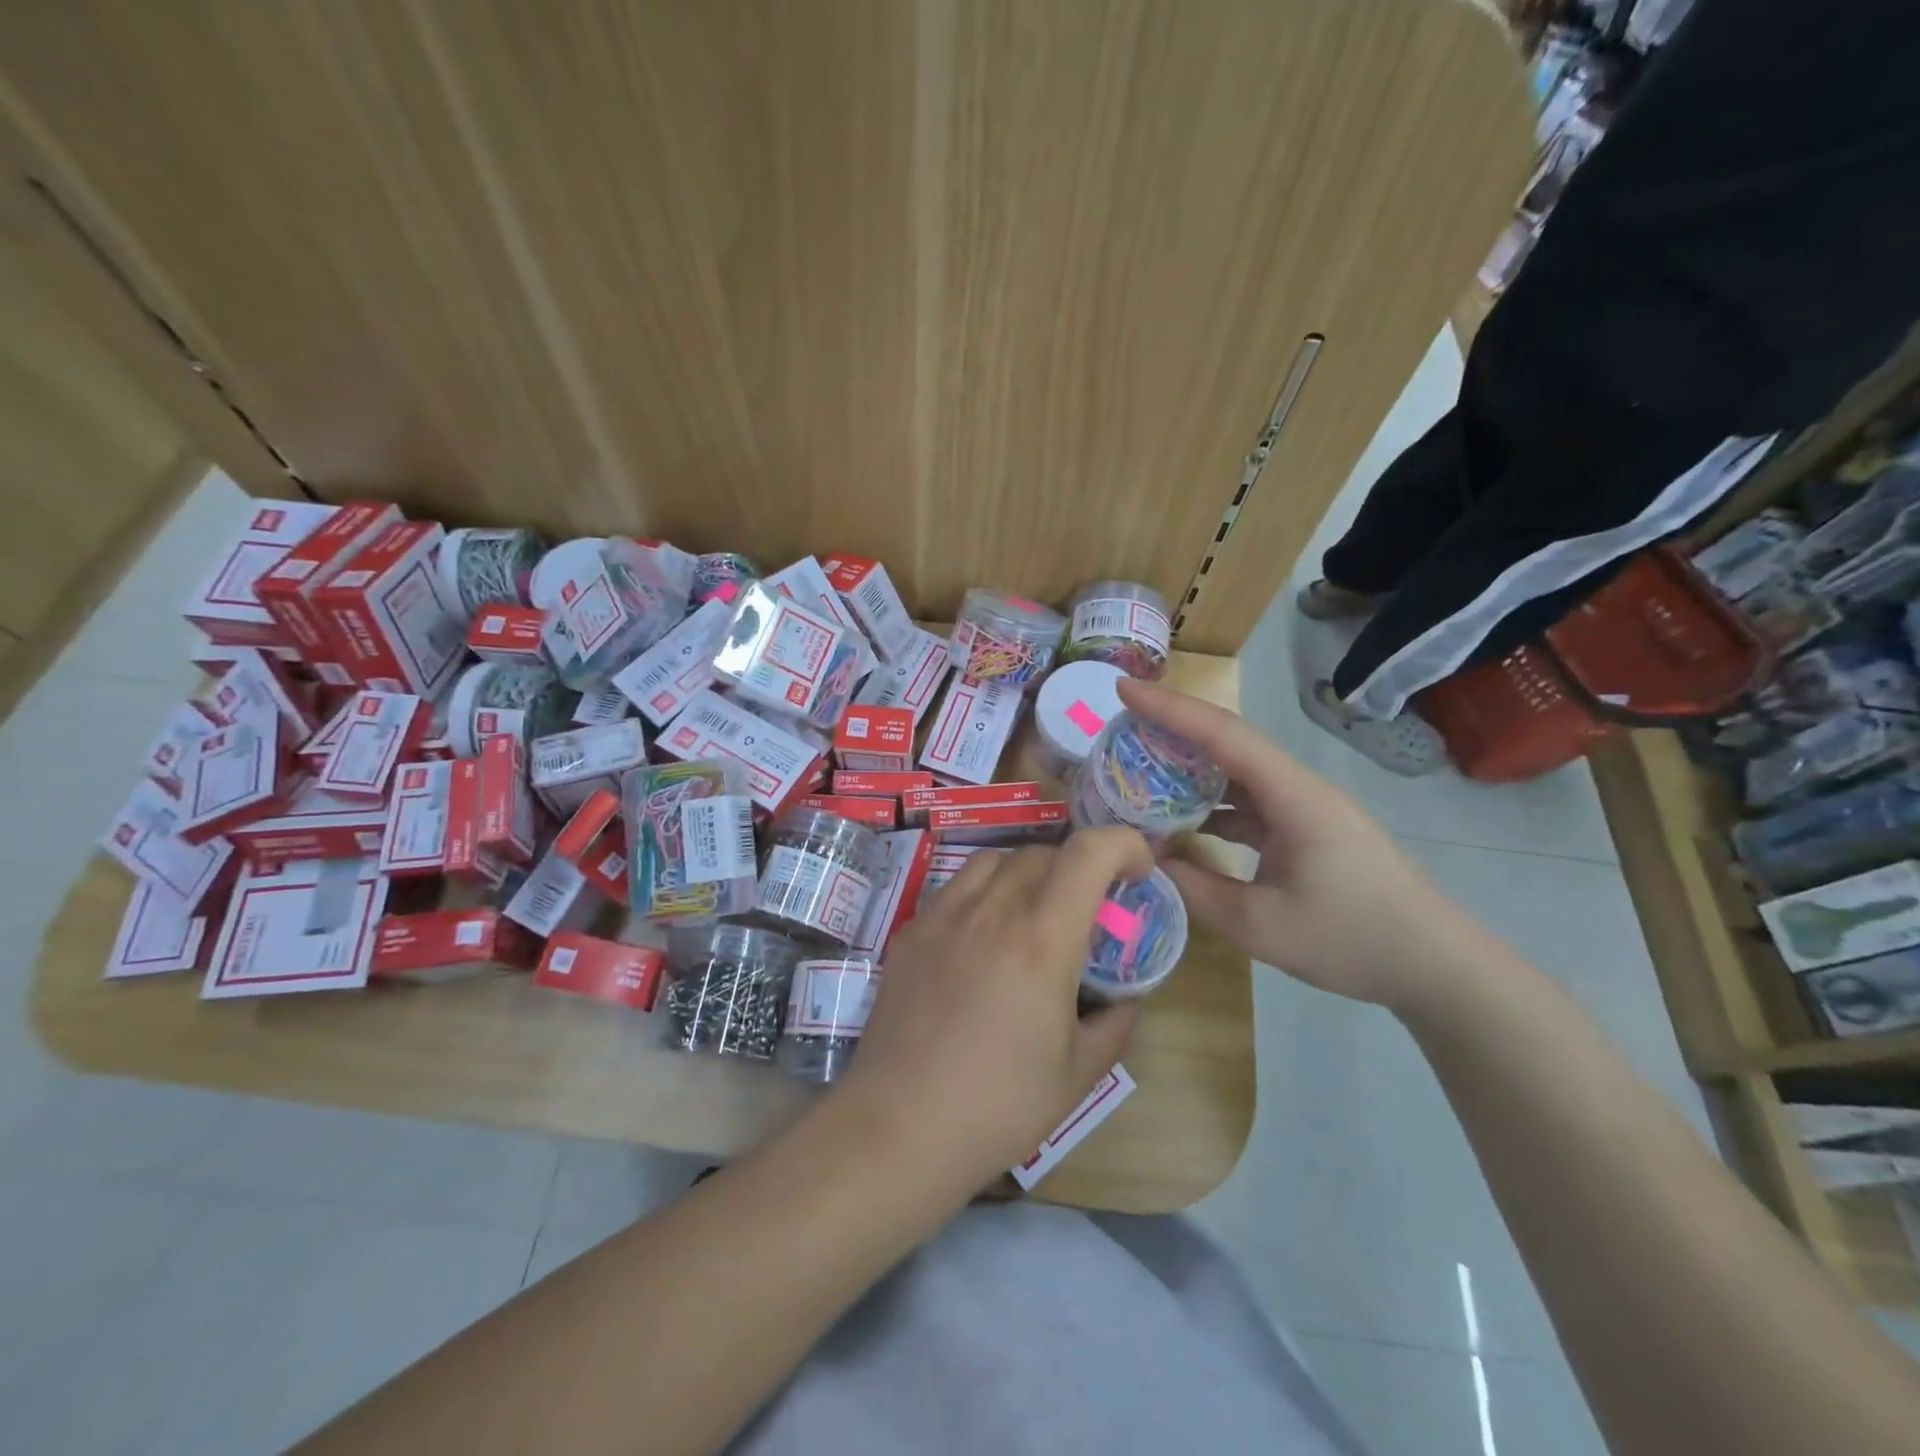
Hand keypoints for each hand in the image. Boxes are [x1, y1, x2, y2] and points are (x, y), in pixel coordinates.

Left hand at [840, 827, 1154, 1191]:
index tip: (1138, 873)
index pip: (1089, 851)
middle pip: (1044, 852)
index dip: (1124, 844)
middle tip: (1087, 912)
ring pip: (997, 860)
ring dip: (1029, 874)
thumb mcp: (1079, 1073)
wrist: (900, 1126)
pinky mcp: (912, 930)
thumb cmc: (999, 1106)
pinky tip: (983, 940)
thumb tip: (1128, 997)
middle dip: (1079, 869)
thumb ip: (1115, 1022)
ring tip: (1034, 917)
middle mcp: (992, 909)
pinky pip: (957, 887)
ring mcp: (944, 914)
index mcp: (1042, 938)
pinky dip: (985, 893)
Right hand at [1117, 679, 1466, 1007]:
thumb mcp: (1259, 924)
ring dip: (1191, 768)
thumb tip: (1146, 862)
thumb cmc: (1351, 939)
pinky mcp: (1308, 829)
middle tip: (1121, 729)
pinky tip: (1184, 822)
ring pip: (1239, 772)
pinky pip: (1251, 802)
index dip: (1169, 709)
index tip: (1124, 690)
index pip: (1222, 735)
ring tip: (1141, 770)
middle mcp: (1299, 788)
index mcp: (1292, 796)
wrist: (1435, 966)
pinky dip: (1213, 805)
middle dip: (1173, 728)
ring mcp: (1306, 808)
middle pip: (1230, 742)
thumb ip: (1195, 890)